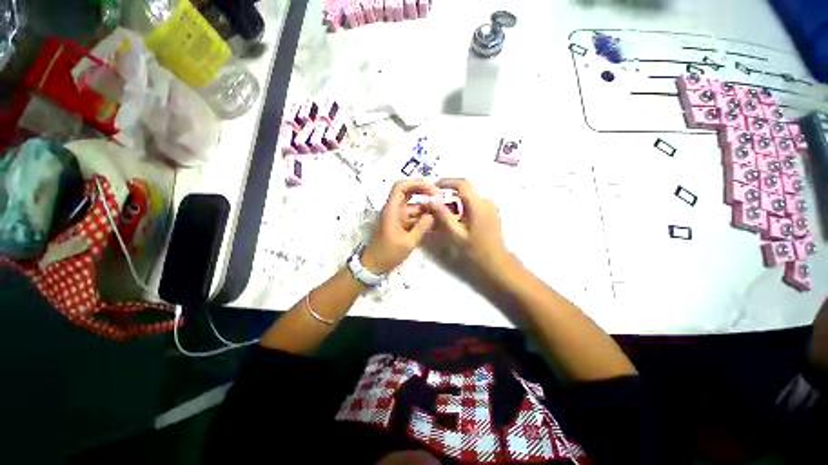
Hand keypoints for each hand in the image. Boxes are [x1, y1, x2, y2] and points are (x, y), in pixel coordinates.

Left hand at [362, 179, 440, 274]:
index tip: (432, 189)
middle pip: (408, 194)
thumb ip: (422, 227)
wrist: (373, 266)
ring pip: (413, 207)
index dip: (416, 183)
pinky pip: (413, 218)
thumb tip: (432, 215)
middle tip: (440, 198)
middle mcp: (394, 210)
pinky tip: (435, 223)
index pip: (401, 187)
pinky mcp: (400, 225)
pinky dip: (423, 219)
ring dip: (426, 209)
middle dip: (424, 193)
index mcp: (391, 210)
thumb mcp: (408, 242)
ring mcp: (397, 218)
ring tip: (442, 213)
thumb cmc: (388, 254)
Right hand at [429, 179, 512, 274]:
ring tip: (443, 218)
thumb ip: (444, 215)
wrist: (497, 263)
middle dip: (448, 198)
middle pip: (464, 193)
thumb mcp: (456, 234)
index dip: (447, 182)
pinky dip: (462, 210)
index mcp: (479, 206)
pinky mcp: (490, 214)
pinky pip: (473, 206)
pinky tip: (455, 222)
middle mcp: (486, 202)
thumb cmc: (476, 251)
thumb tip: (431, 200)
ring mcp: (490, 208)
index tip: (434, 186)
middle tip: (435, 209)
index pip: (463, 184)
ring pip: (467, 200)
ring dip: (455, 206)